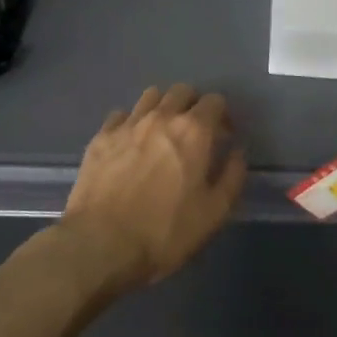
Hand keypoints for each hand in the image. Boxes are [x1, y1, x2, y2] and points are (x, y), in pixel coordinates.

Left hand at [59, 83, 247, 293]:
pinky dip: (131, 123)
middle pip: (181, 91)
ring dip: (162, 107)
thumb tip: (236, 152)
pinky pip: (120, 115)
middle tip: (194, 132)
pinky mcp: (100, 137)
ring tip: (162, 133)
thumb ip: (232, 177)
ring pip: (150, 96)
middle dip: (193, 105)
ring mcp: (127, 124)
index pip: (215, 101)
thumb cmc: (164, 232)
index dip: (223, 116)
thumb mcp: (213, 214)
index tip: (223, 136)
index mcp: (193, 131)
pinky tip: (130, 144)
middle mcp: (161, 117)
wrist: (100, 244)